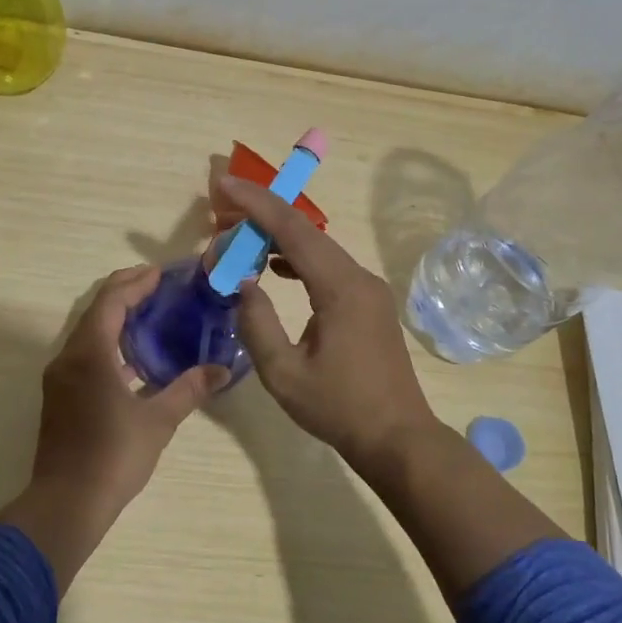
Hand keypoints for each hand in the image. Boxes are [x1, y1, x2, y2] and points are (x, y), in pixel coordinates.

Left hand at [0, 266, 225, 591]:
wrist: (66, 504)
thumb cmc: (113, 456)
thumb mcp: (158, 421)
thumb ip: (189, 389)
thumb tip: (221, 369)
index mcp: (90, 353)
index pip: (111, 301)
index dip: (135, 282)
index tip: (161, 273)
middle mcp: (68, 357)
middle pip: (96, 310)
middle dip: (125, 293)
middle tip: (158, 286)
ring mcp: (60, 377)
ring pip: (88, 332)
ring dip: (116, 318)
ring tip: (151, 315)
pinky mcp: (60, 396)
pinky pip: (85, 353)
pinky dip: (108, 344)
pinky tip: (134, 358)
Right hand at [216, 175, 437, 468]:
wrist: (398, 438)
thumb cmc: (339, 408)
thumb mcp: (283, 374)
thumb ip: (256, 324)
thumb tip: (243, 285)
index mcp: (340, 288)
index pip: (293, 230)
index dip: (257, 204)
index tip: (225, 185)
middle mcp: (358, 277)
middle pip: (305, 231)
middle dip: (263, 214)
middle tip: (223, 210)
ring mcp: (367, 288)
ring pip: (318, 246)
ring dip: (279, 237)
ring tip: (240, 238)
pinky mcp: (368, 301)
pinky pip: (328, 266)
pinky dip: (297, 258)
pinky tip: (274, 268)